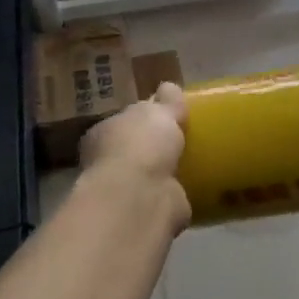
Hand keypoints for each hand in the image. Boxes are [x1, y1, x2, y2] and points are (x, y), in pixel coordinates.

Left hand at [81, 83, 190, 230]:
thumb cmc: (142, 144)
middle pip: (136, 147)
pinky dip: (175, 192)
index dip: (146, 117)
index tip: (169, 115)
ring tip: (194, 161)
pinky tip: (193, 186)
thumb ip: (166, 100)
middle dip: (156, 145)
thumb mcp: (159, 111)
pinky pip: (164, 195)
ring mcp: (124, 189)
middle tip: (185, 137)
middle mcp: (108, 161)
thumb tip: (169, 87)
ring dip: (166, 170)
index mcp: (104, 132)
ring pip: (149, 173)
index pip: (126, 120)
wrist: (140, 196)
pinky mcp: (143, 211)